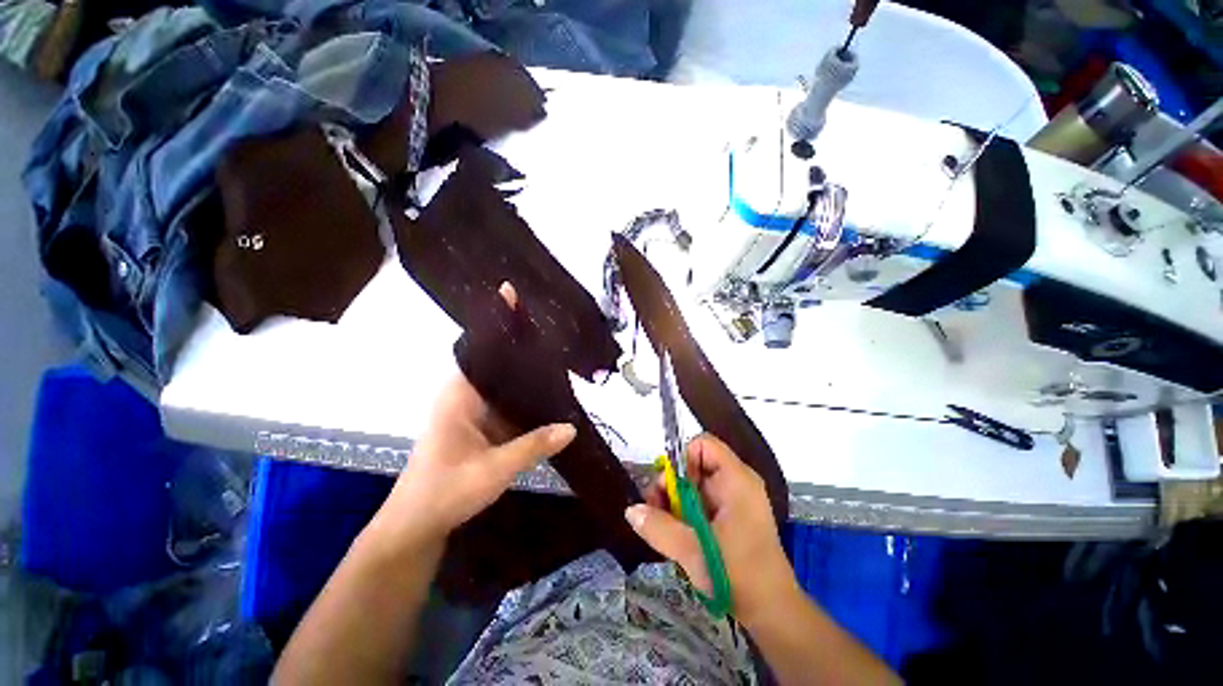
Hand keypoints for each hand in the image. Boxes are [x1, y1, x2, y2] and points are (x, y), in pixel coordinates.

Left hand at [374, 283, 576, 549]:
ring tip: (558, 357)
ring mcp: (475, 412)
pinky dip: (527, 399)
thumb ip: (533, 446)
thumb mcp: (493, 469)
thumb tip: (572, 426)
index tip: (514, 296)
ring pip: (506, 384)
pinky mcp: (483, 427)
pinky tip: (550, 396)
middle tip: (552, 328)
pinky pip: (509, 404)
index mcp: (459, 395)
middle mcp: (466, 396)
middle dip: (522, 345)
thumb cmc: (444, 492)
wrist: (417, 526)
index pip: (481, 348)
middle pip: (497, 362)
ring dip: (527, 374)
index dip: (497, 323)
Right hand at [625, 434, 799, 625]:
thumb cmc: (738, 574)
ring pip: (694, 485)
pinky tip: (678, 535)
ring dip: (675, 503)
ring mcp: (734, 500)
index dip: (681, 459)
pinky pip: (700, 502)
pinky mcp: (731, 517)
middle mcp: (736, 482)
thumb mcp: (693, 550)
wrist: (773, 611)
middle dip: (671, 485)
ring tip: (664, 528)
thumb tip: (630, 511)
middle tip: (656, 511)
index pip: (702, 444)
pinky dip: (685, 514)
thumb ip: (659, 527)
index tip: (671, 489)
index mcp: (735, 478)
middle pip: (694, 465)